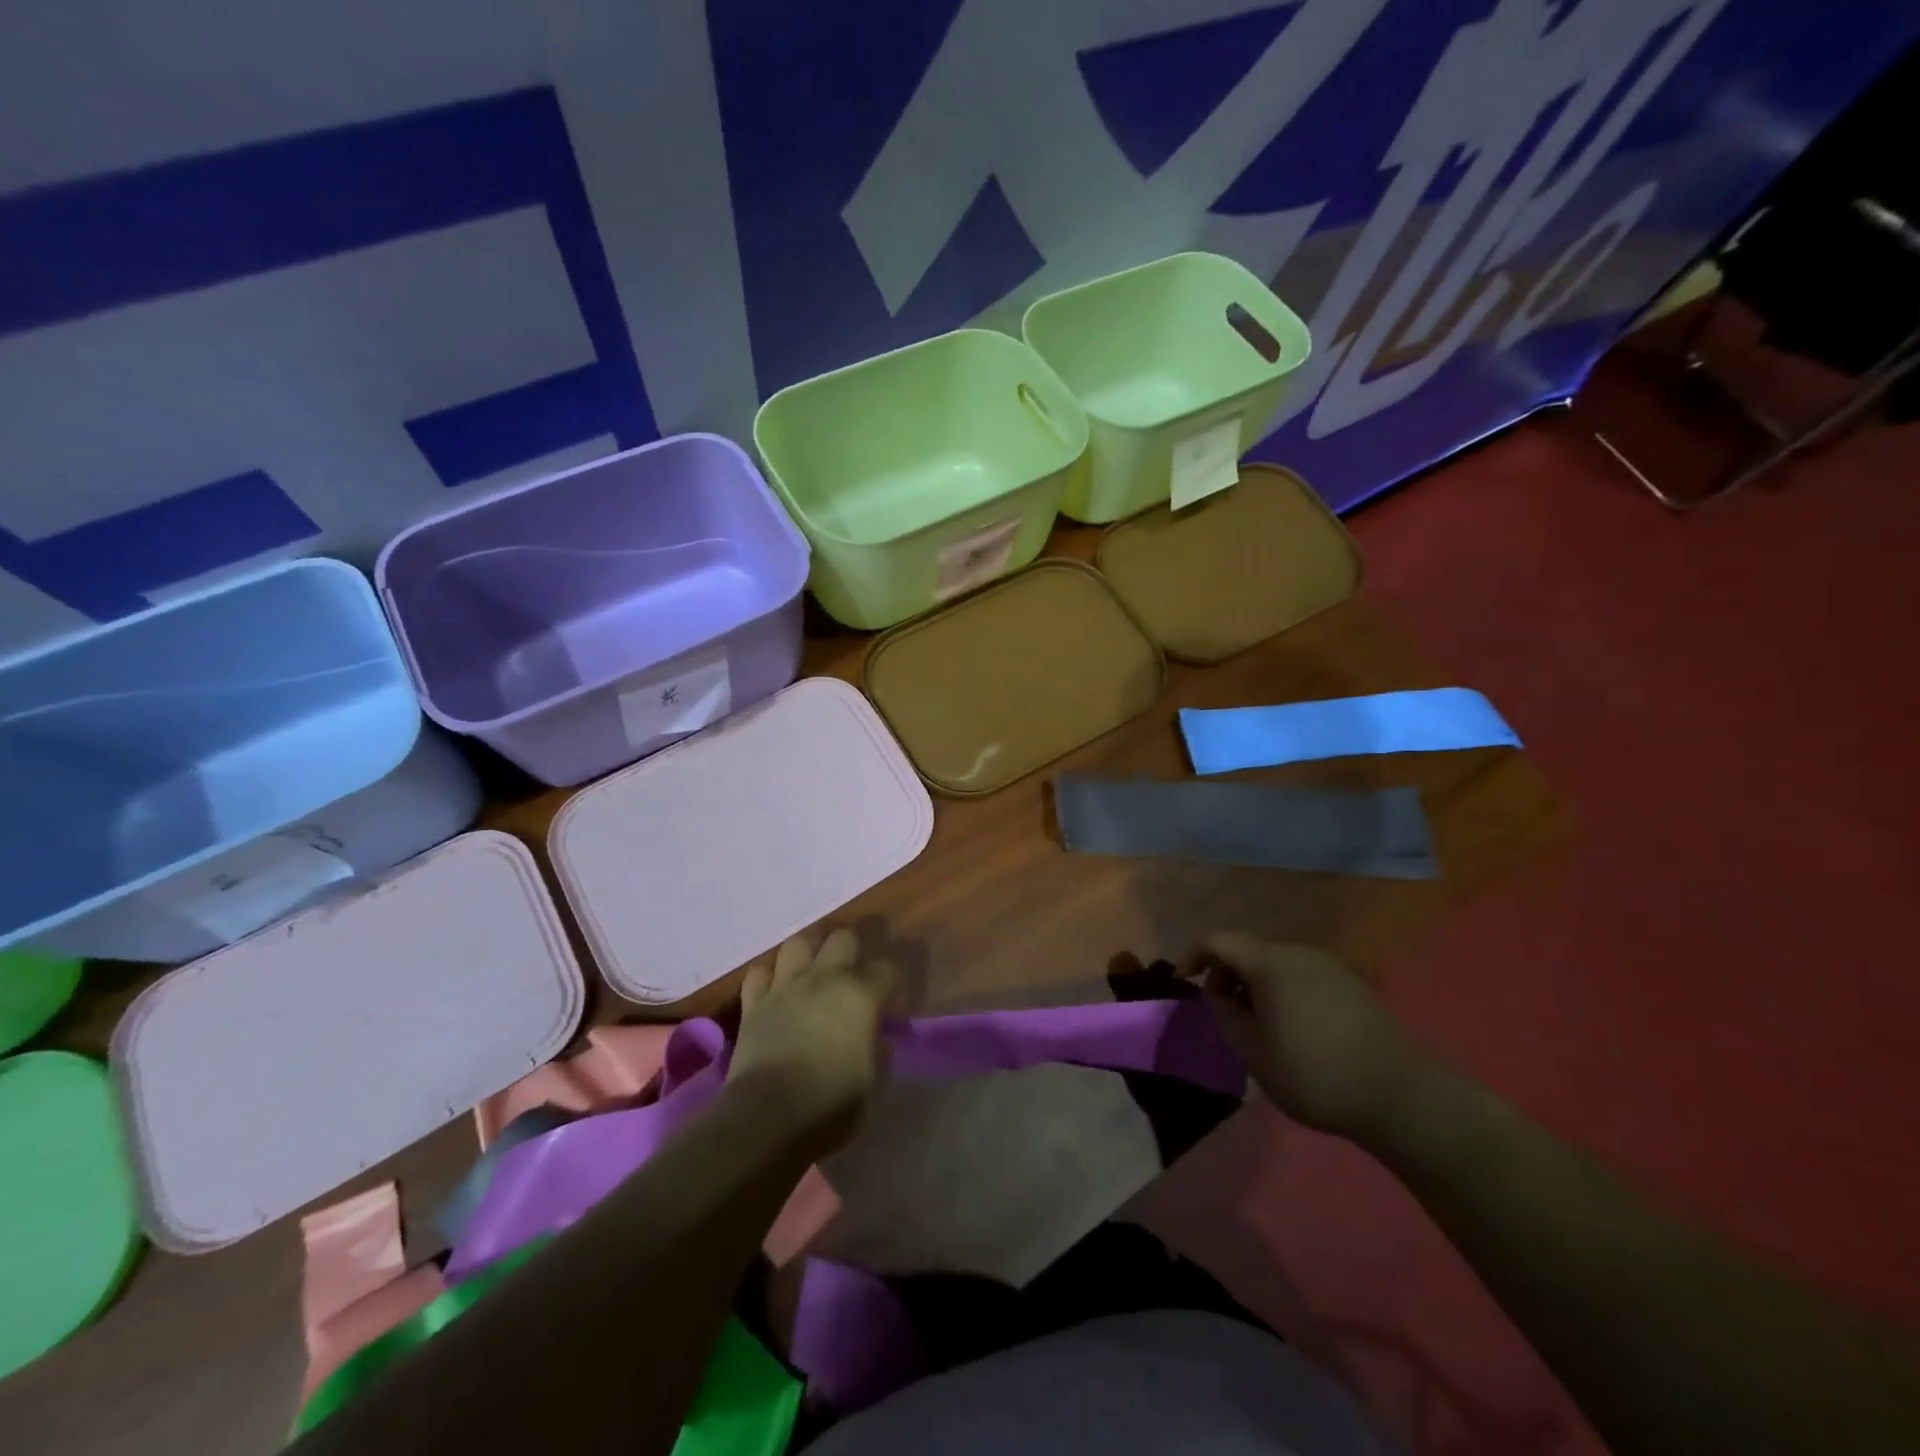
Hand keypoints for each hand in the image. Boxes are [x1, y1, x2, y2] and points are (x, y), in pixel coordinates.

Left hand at [729, 928, 900, 1156]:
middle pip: (844, 937)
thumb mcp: (873, 1083)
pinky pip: (759, 971)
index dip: (894, 981)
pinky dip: (768, 975)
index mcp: (862, 995)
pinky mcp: (755, 1002)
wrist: (768, 1115)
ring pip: (799, 942)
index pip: (888, 968)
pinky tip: (775, 986)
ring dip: (809, 949)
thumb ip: (879, 1052)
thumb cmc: (831, 1103)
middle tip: (854, 970)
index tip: (893, 1000)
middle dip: (853, 947)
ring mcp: (787, 986)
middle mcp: (826, 978)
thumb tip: (878, 1038)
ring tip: (814, 966)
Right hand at [1187, 933, 1431, 1140]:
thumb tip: (1219, 996)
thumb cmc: (1314, 1073)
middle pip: (1249, 949)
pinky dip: (1283, 989)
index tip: (1183, 981)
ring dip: (1256, 983)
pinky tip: (1291, 1025)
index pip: (1219, 940)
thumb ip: (1225, 1016)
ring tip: (1255, 1021)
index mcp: (1270, 962)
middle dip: (1226, 973)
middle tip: (1220, 1009)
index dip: (1194, 955)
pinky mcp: (1353, 985)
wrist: (1402, 1096)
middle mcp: (1299, 952)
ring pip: (1277, 962)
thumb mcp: (1253, 1051)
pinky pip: (1302, 975)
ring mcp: (1330, 966)